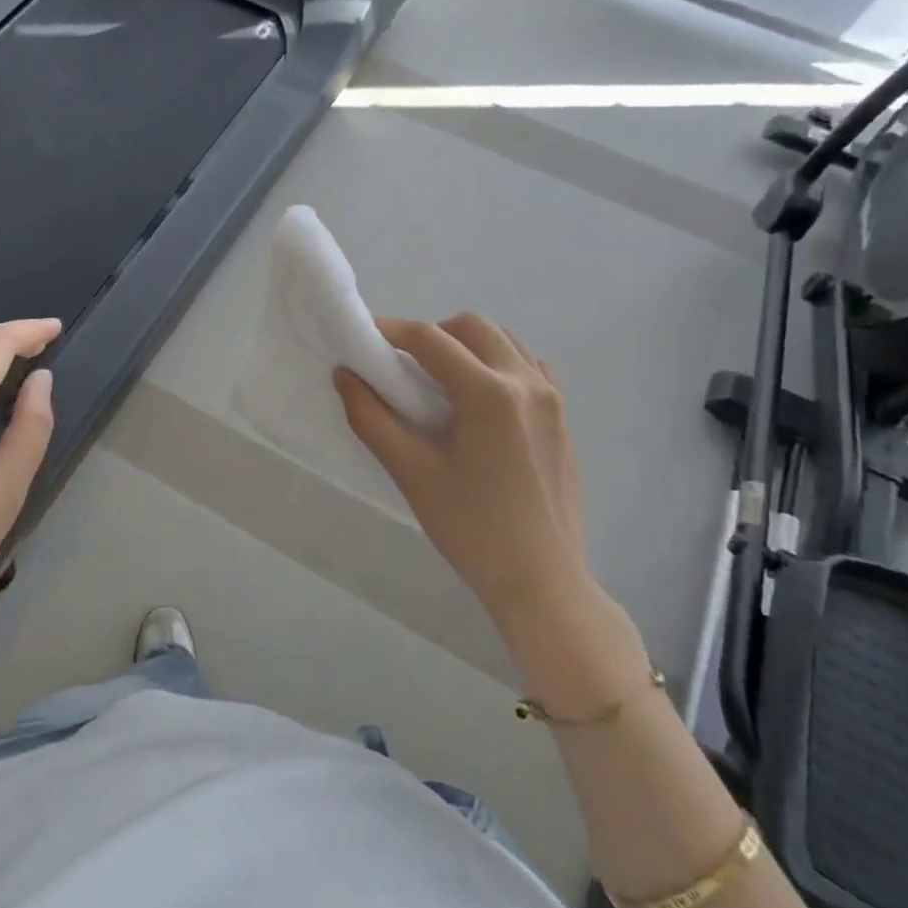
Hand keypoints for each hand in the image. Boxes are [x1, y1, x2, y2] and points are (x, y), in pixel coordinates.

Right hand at [336, 314, 590, 628]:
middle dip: (431, 334)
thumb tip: (344, 375)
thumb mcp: (410, 472)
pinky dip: (498, 364)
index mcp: (488, 393)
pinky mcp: (562, 417)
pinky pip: (529, 366)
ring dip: (466, 345)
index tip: (363, 339)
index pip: (430, 339)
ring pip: (504, 341)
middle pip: (471, 327)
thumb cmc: (470, 528)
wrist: (541, 580)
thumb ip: (370, 417)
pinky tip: (480, 399)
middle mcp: (525, 382)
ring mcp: (551, 398)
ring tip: (440, 381)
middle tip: (402, 366)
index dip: (391, 331)